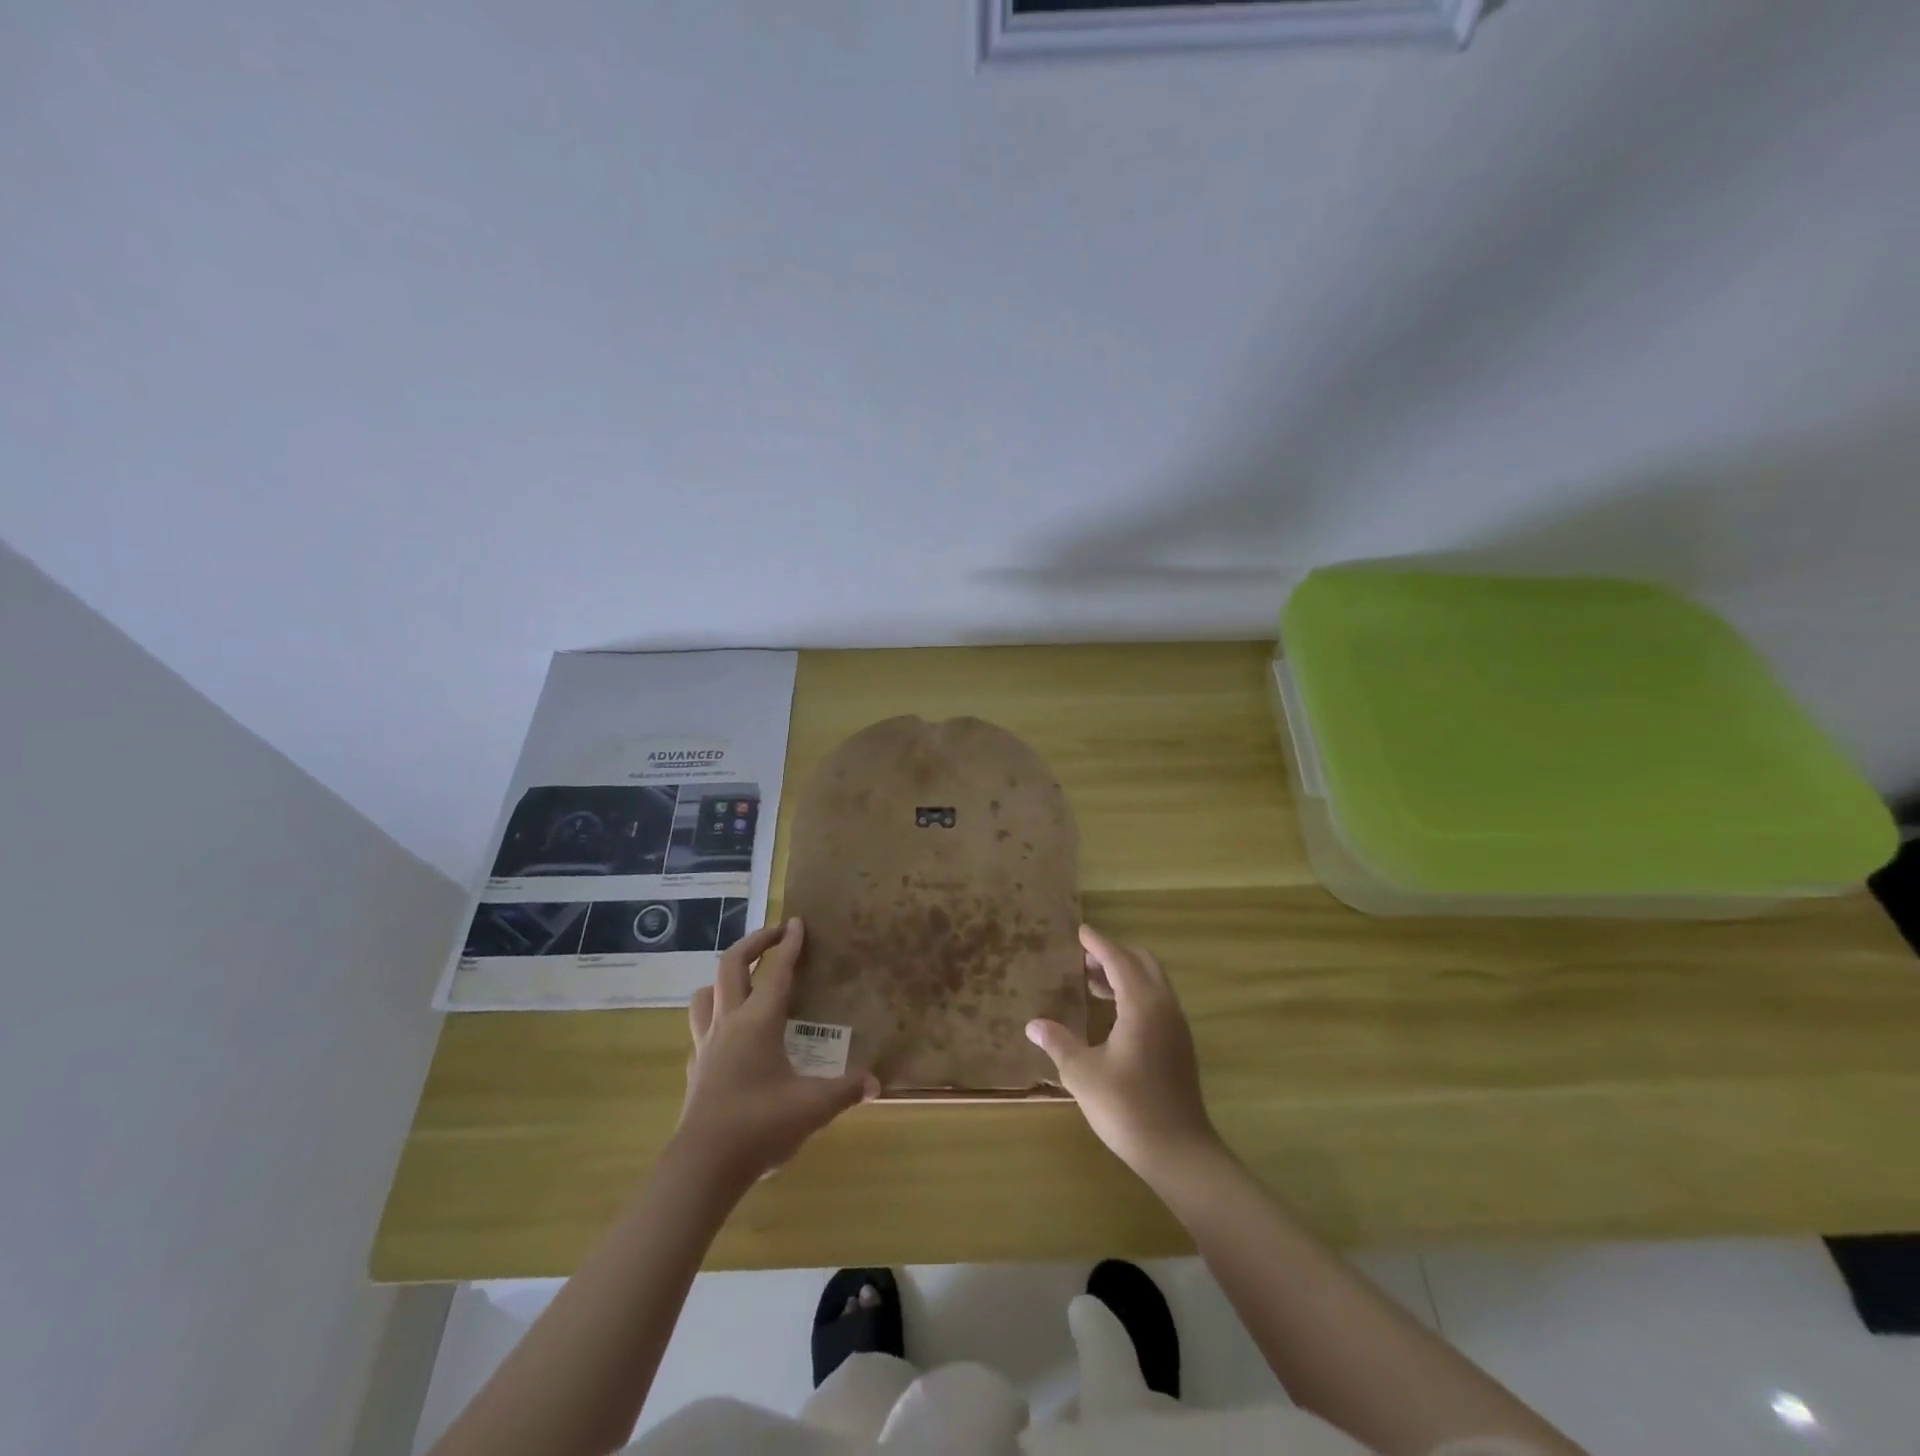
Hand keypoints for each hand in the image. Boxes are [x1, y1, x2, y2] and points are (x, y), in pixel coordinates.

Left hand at [675, 918, 877, 1190]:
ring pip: (706, 993)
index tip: (796, 921)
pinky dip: (714, 1019)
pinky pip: (700, 1029)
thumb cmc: (760, 1125)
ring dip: (724, 978)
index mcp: (759, 1022)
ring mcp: (706, 1044)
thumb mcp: (813, 1107)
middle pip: (732, 965)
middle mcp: (729, 1022)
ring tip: (744, 980)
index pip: (777, 971)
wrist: (703, 1166)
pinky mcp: (695, 1068)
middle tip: (775, 934)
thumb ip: (846, 1090)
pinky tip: (728, 1035)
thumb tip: (877, 1082)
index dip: (789, 944)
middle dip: (754, 942)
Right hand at [1026, 925, 1223, 1182]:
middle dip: (1114, 955)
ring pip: (1153, 982)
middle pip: (1142, 963)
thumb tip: (1033, 1025)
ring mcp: (1176, 1026)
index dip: (1098, 943)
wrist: (1179, 1151)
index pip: (1119, 959)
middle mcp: (1164, 1006)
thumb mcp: (1082, 1074)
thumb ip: (1058, 1043)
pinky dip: (1135, 993)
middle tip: (1083, 960)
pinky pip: (1157, 1001)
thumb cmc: (1127, 1107)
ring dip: (1125, 974)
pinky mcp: (1180, 1045)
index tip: (1080, 932)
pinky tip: (1112, 1015)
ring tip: (1091, 983)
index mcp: (1142, 1005)